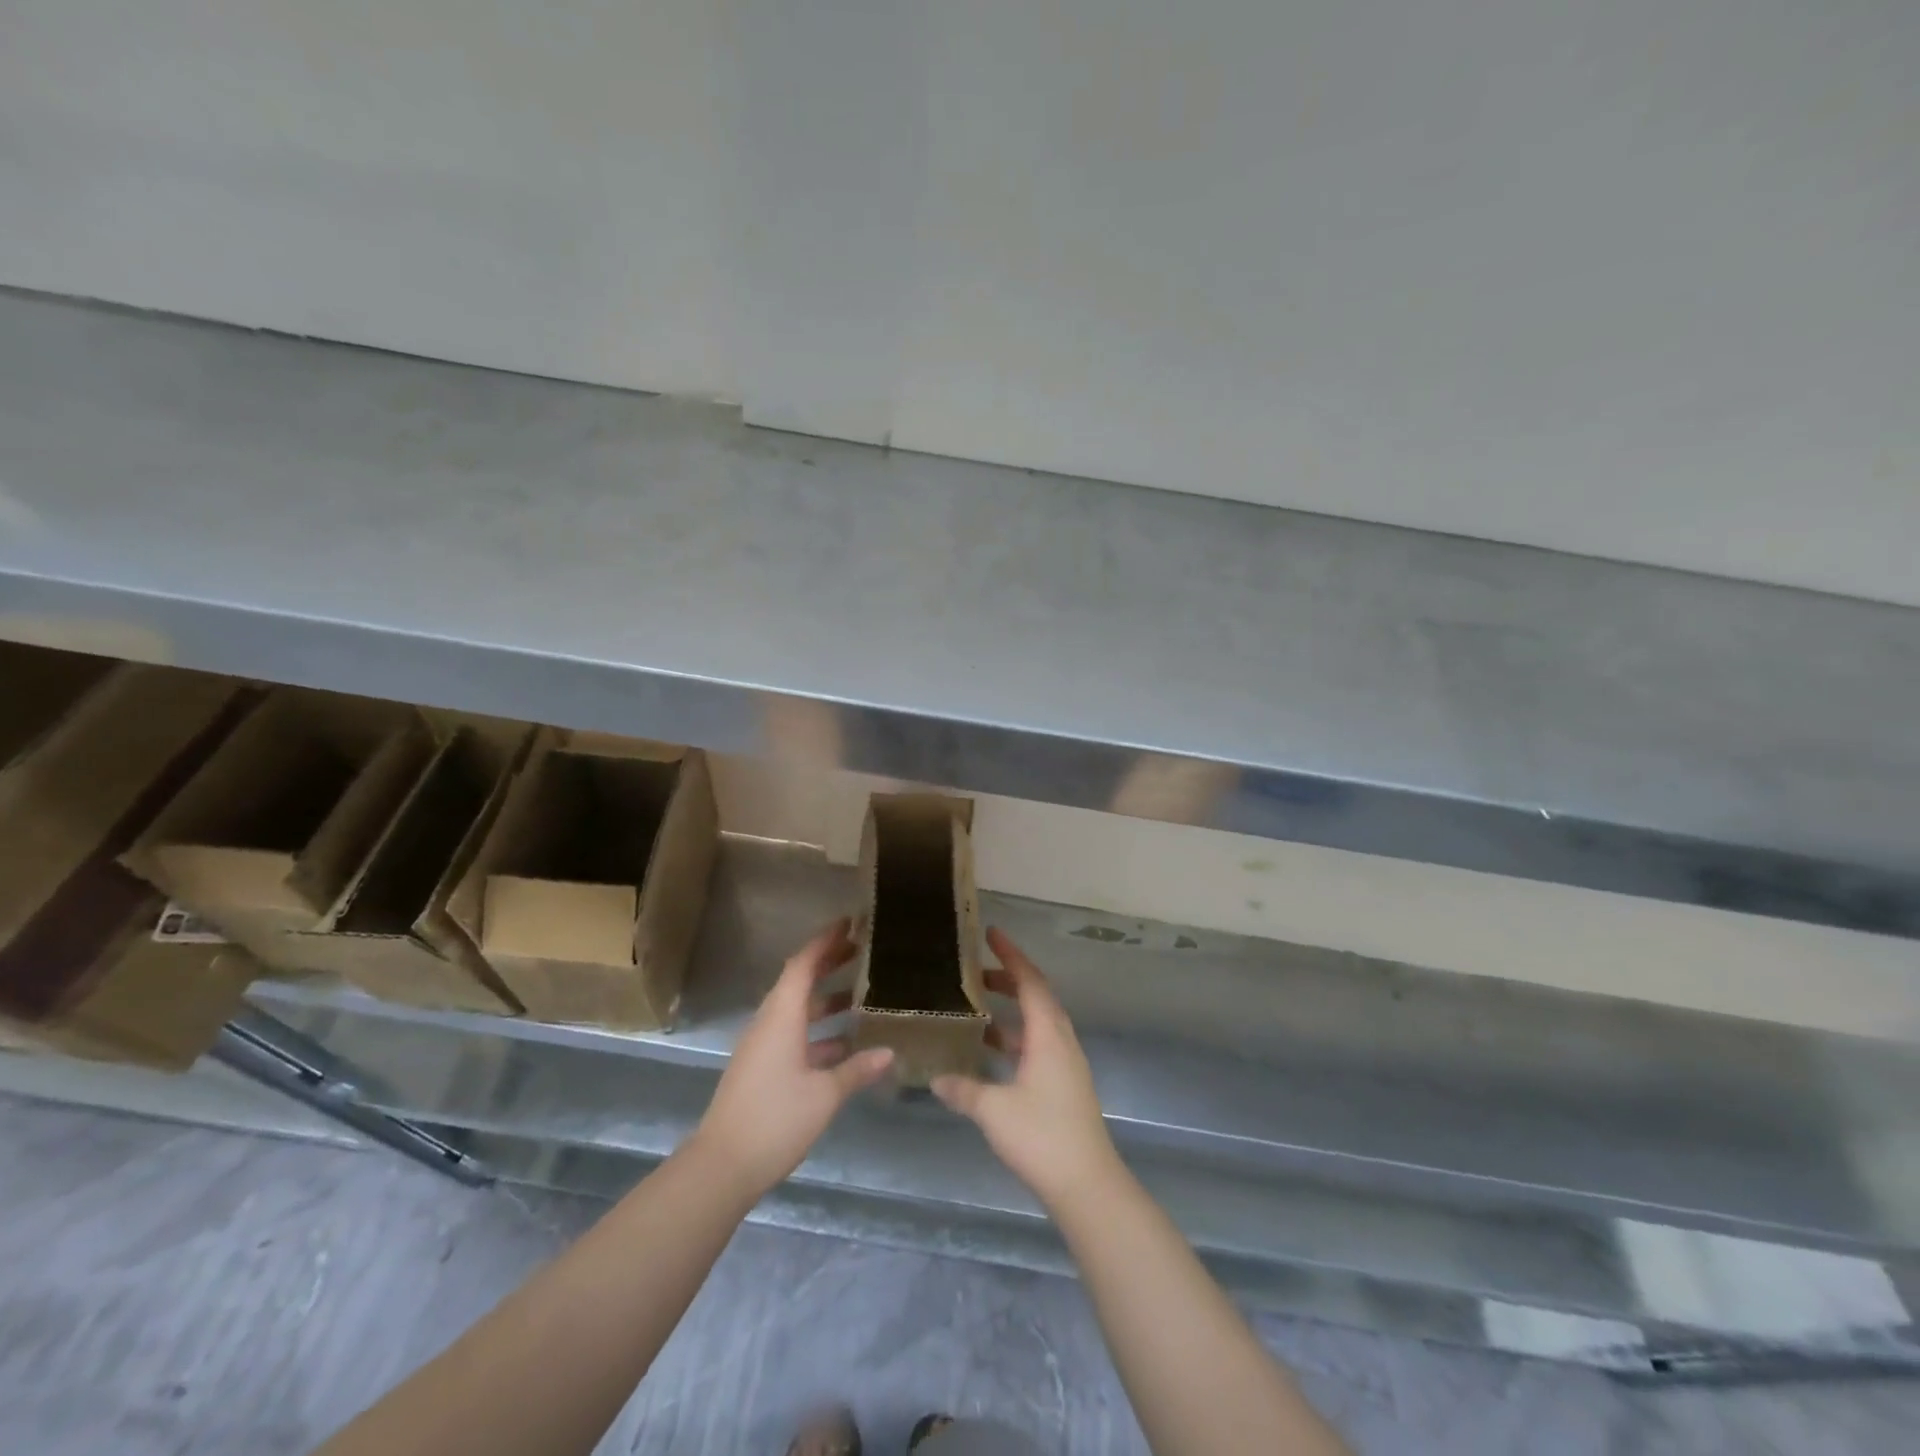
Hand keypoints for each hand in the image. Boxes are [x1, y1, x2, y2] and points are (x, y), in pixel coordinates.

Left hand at [692, 919, 892, 1196]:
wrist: (721, 1166)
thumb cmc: (775, 1119)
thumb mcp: (824, 1095)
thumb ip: (856, 1069)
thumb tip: (889, 1052)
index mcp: (781, 1017)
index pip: (802, 964)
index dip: (825, 941)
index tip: (849, 923)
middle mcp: (769, 1023)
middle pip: (799, 982)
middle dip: (828, 964)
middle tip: (862, 951)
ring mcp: (762, 1047)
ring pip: (797, 1010)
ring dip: (825, 1000)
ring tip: (861, 995)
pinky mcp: (761, 1068)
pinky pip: (793, 1034)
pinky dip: (818, 1030)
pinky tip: (845, 1044)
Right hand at [933, 928, 1119, 1208]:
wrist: (1087, 1184)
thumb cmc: (1042, 1136)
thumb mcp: (994, 1110)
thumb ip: (963, 1089)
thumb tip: (935, 1078)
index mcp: (1048, 1034)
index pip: (1029, 980)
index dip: (1010, 955)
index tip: (990, 934)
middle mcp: (1061, 1040)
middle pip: (1036, 996)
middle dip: (1008, 979)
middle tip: (975, 974)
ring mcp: (1066, 1063)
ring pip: (1037, 1022)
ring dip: (1011, 1011)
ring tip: (976, 1011)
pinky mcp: (1065, 1084)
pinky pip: (1038, 1045)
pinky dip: (1015, 1038)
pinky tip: (991, 1055)